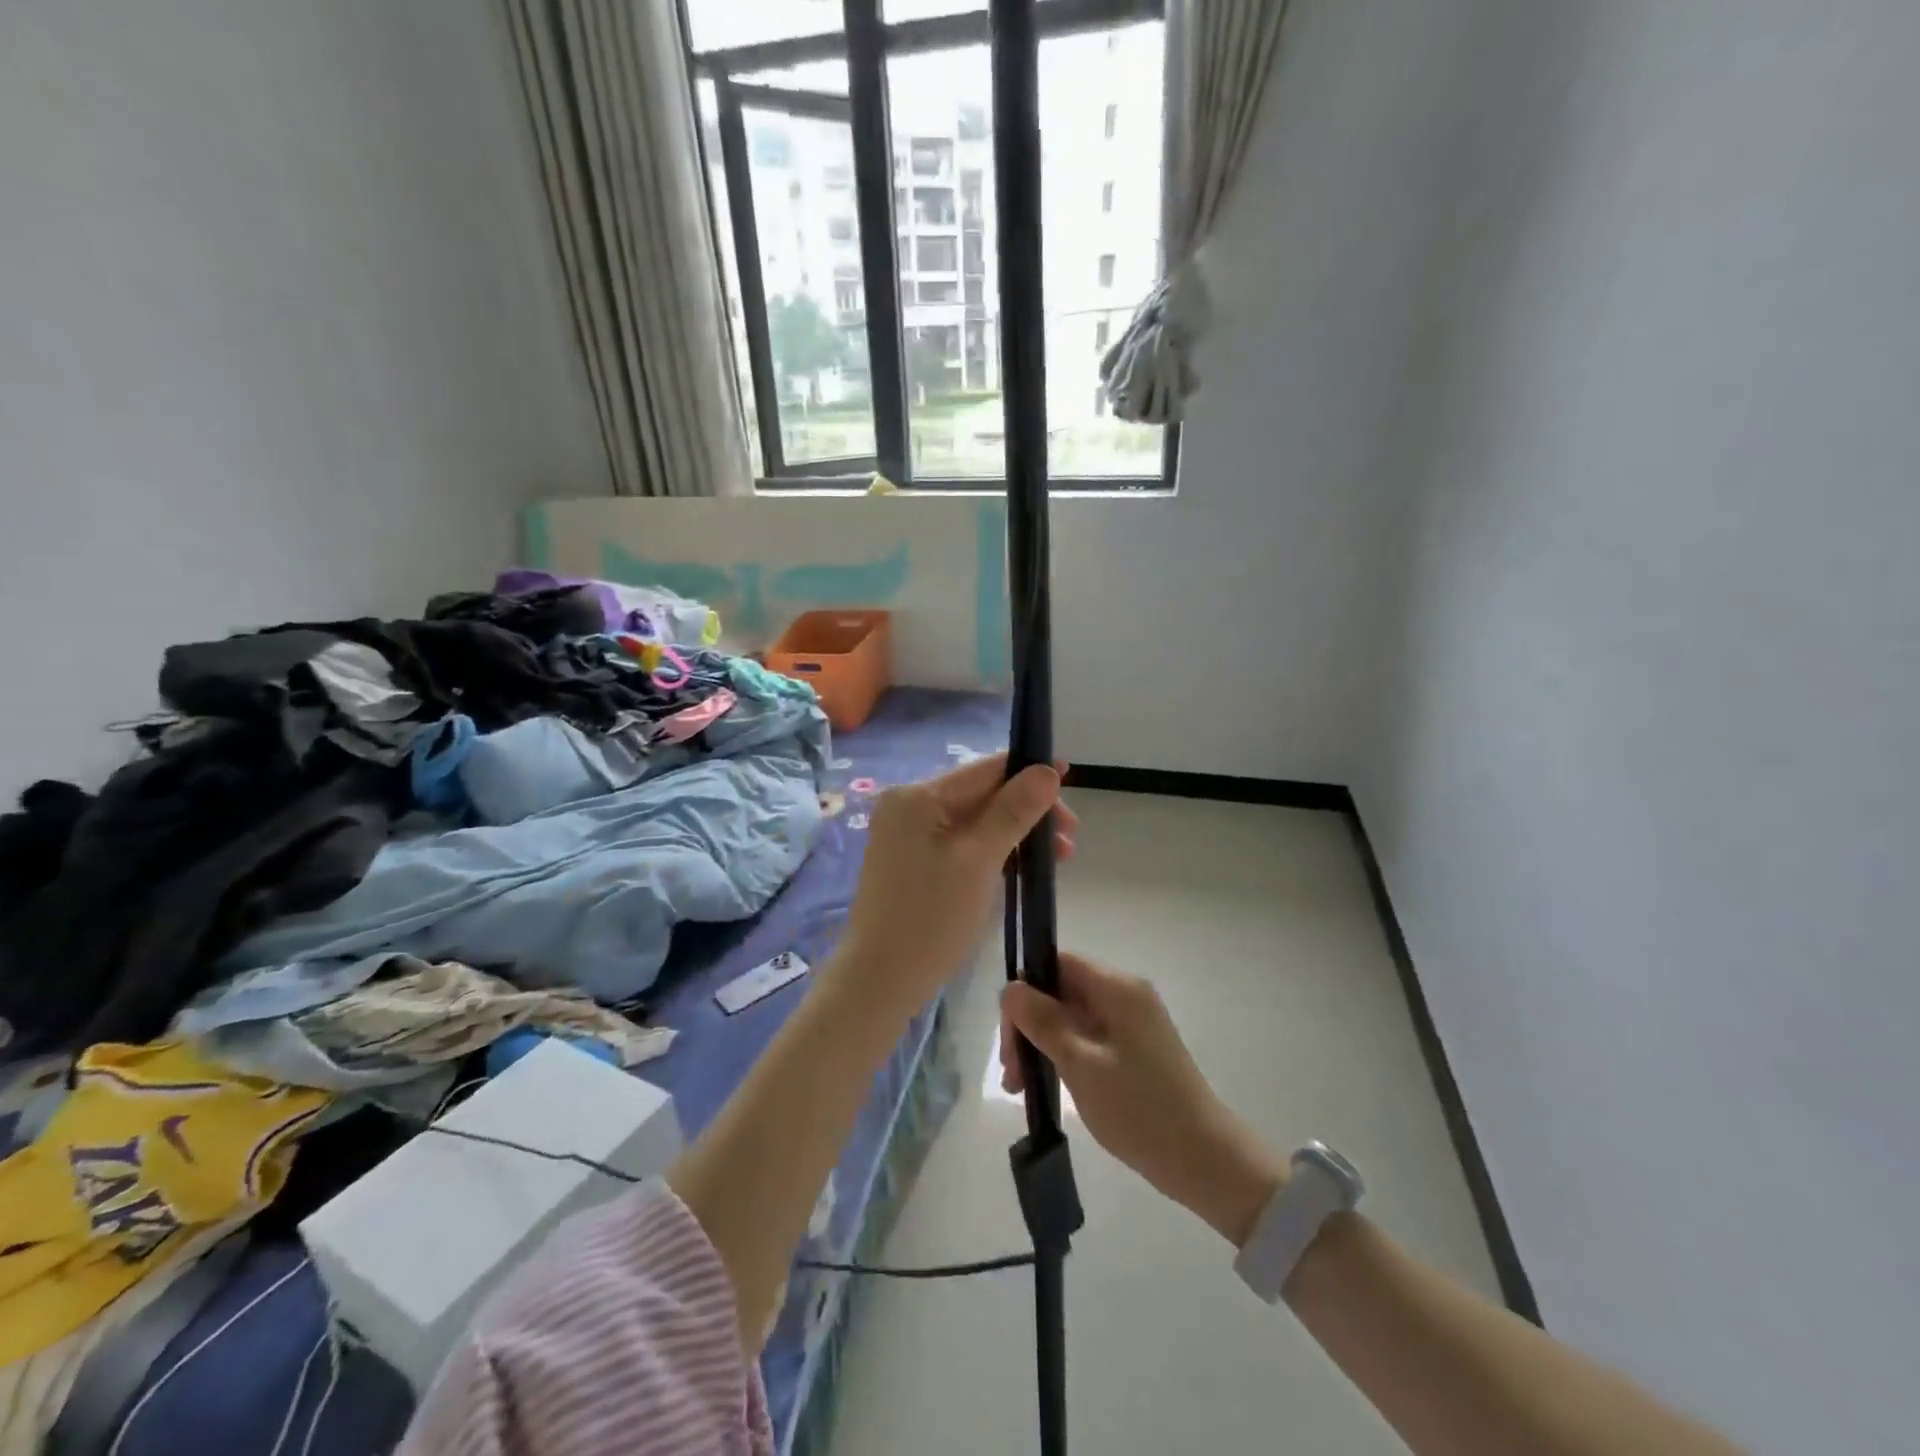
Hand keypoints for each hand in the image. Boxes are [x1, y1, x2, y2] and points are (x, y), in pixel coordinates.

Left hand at [834, 753, 1075, 1020]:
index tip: (1070, 776)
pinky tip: (1022, 865)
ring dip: (1016, 833)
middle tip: (1069, 838)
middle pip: (980, 794)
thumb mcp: (979, 860)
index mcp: (917, 796)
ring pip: (974, 821)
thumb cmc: (931, 918)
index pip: (984, 770)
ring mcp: (908, 835)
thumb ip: (1014, 811)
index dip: (1029, 771)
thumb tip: (1047, 771)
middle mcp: (908, 806)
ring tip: (1058, 857)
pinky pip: (961, 842)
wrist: (879, 981)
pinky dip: (993, 850)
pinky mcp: (912, 861)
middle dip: (1028, 811)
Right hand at [1002, 953, 1284, 1246]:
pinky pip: (1087, 1038)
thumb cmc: (1139, 1108)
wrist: (1204, 1160)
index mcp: (1116, 988)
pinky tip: (1046, 1086)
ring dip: (1042, 1044)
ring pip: (1071, 1017)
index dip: (1026, 989)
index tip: (1008, 1033)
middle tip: (1011, 1072)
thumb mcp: (1080, 1063)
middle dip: (1030, 1024)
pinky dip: (1063, 1056)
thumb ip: (1042, 1021)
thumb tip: (1011, 987)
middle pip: (1062, 990)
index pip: (1058, 962)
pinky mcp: (1133, 1049)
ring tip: (1021, 1088)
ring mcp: (1131, 1023)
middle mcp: (1125, 995)